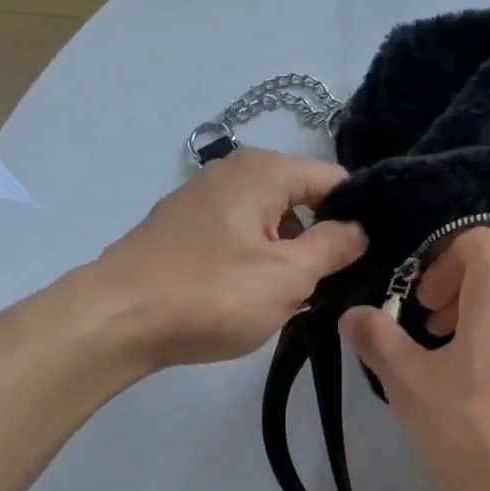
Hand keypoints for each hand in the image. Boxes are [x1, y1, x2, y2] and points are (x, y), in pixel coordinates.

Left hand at [91, 147, 365, 367]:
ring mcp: (202, 201)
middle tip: (331, 288)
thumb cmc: (212, 294)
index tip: (373, 257)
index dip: (359, 217)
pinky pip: (238, 240)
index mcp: (263, 170)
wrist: (117, 319)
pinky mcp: (183, 232)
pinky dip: (253, 265)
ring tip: (291, 302)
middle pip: (300, 201)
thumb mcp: (287, 276)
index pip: (334, 180)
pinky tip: (249, 299)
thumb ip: (333, 247)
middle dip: (320, 242)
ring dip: (286, 259)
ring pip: (269, 225)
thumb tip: (360, 228)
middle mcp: (232, 173)